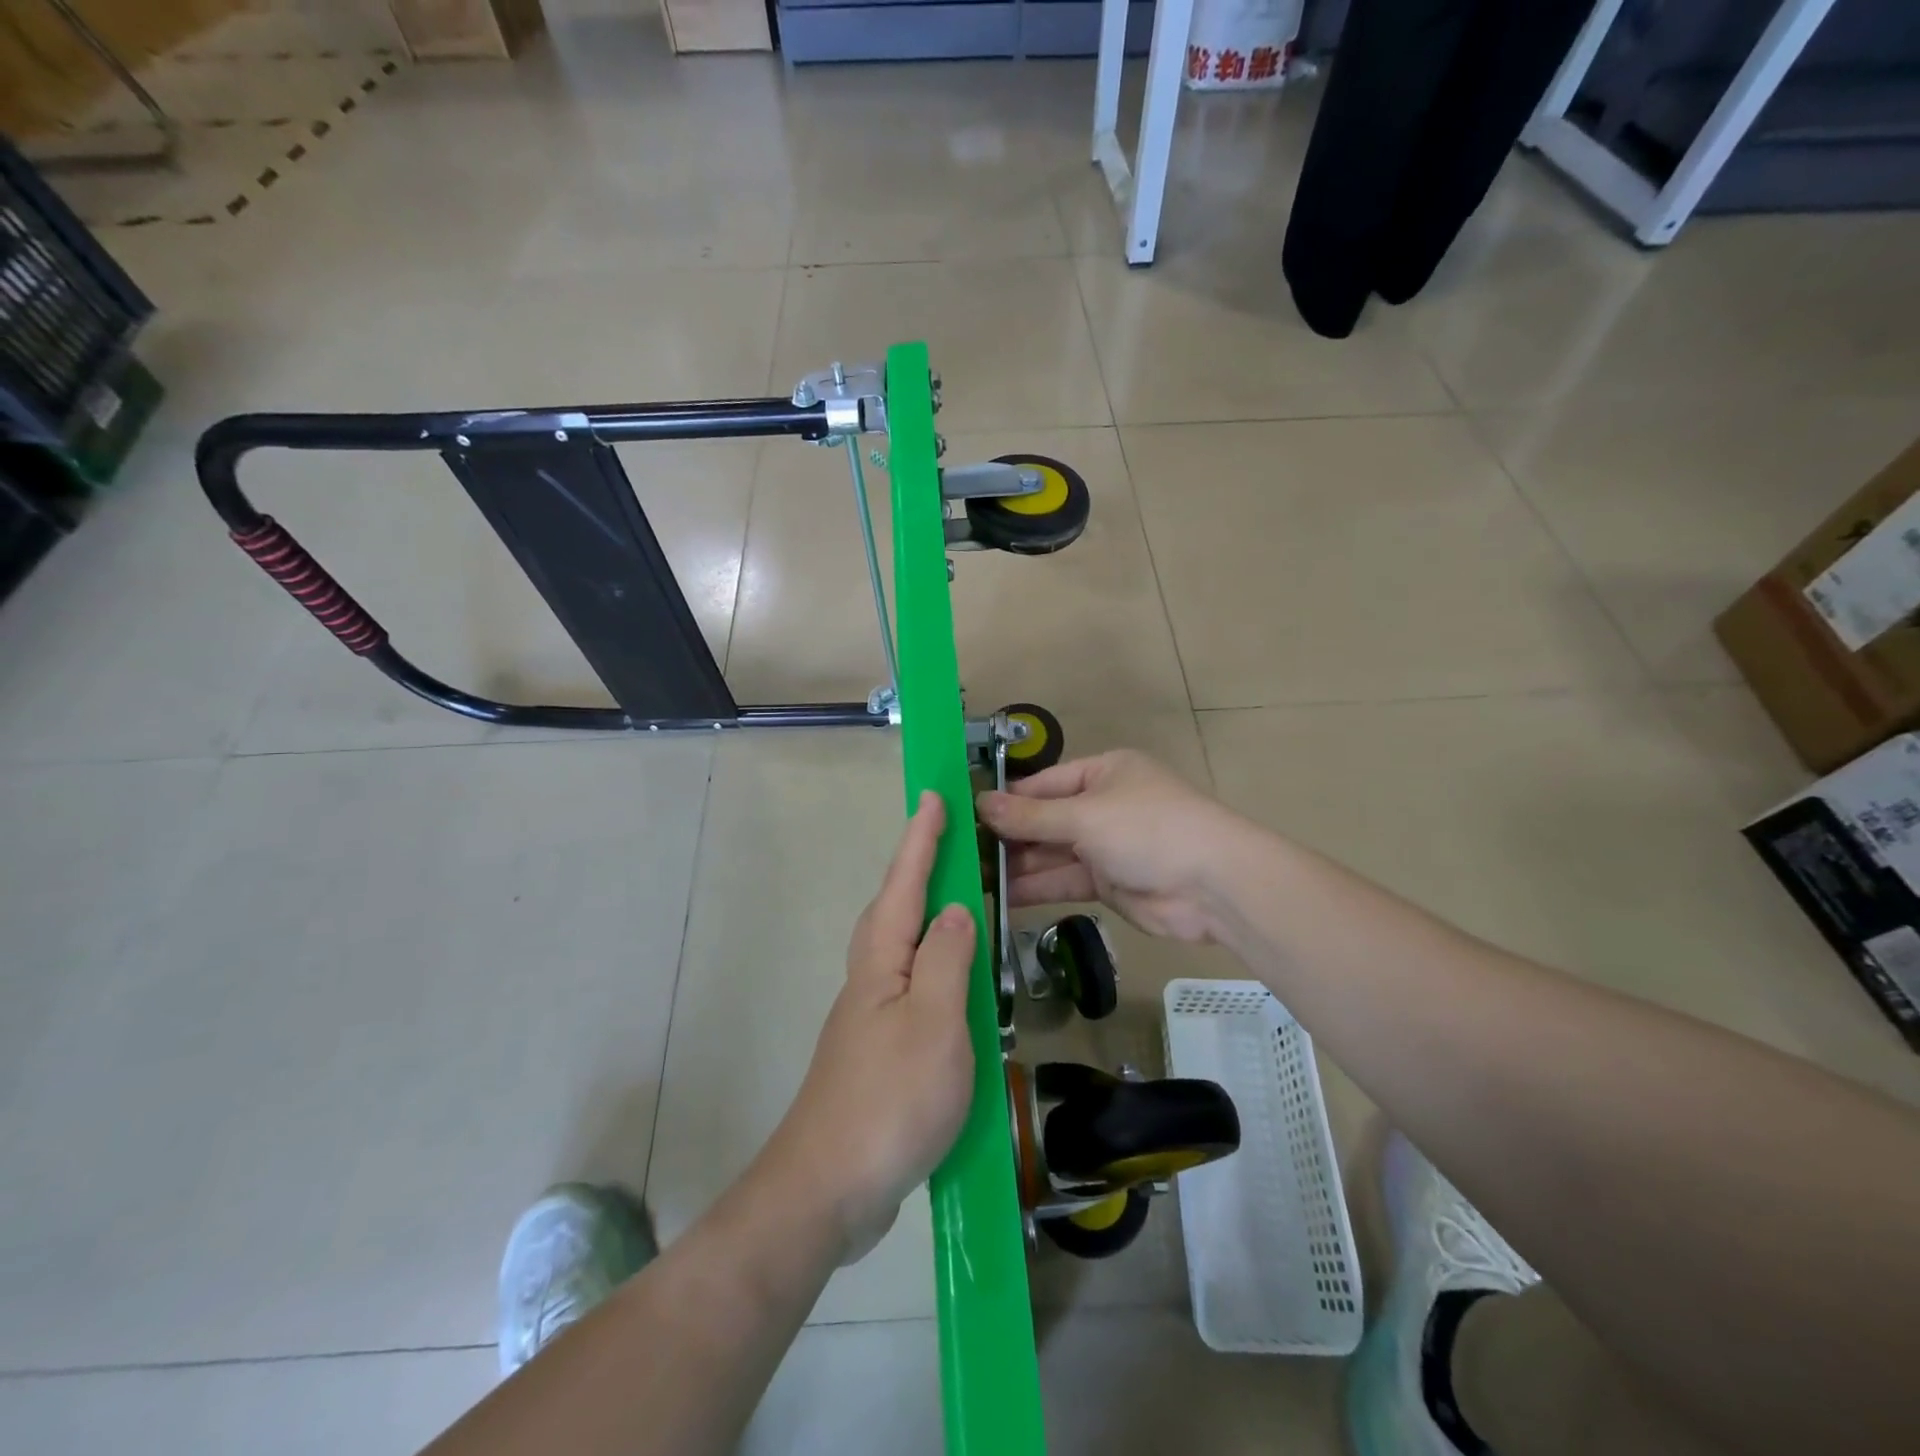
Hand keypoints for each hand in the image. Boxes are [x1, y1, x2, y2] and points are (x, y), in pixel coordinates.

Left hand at [763, 791, 976, 1264]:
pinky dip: (929, 963)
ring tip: (953, 898)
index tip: (933, 796)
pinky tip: (947, 982)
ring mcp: (869, 1017)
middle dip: (916, 866)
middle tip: (945, 838)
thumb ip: (947, 959)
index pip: (906, 883)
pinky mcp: (877, 1051)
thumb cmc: (889, 1098)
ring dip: (922, 911)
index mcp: (882, 961)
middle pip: (894, 907)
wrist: (828, 1188)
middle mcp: (870, 978)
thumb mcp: (935, 1023)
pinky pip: (908, 985)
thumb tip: (954, 908)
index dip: (921, 839)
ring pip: (898, 945)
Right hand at [975, 750, 1248, 942]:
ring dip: (1017, 865)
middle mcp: (1103, 805)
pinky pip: (1064, 880)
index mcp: (1103, 773)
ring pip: (1052, 853)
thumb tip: (979, 803)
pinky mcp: (1109, 883)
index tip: (965, 816)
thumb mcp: (1085, 815)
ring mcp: (1106, 846)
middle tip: (961, 852)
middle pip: (1045, 819)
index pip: (1043, 784)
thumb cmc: (1148, 829)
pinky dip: (1037, 887)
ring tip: (972, 876)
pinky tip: (1001, 896)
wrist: (1213, 886)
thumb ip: (1031, 816)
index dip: (1006, 800)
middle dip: (1008, 836)